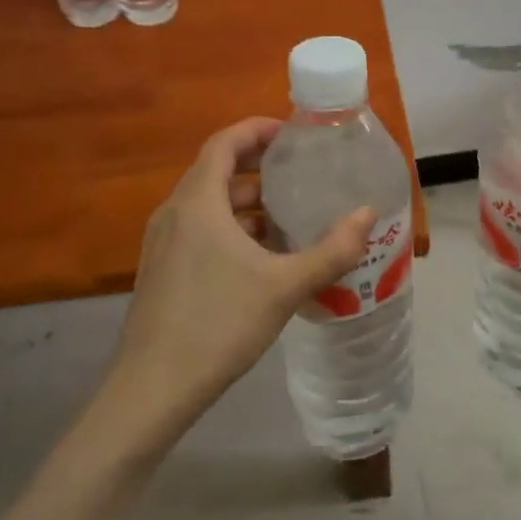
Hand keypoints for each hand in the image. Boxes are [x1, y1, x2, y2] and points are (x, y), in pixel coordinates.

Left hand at [102, 117, 374, 443]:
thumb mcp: (284, 286)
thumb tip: (367, 215)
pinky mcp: (163, 271)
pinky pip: (201, 231)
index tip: (293, 133)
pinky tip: (264, 259)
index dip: (258, 130)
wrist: (152, 390)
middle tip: (302, 175)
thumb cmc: (218, 324)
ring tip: (291, 217)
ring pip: (210, 206)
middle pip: (218, 172)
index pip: (224, 142)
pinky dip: (233, 230)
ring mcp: (163, 244)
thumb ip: (331, 250)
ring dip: (248, 204)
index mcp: (198, 202)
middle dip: (261, 169)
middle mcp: (175, 213)